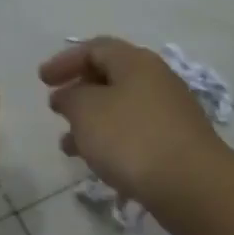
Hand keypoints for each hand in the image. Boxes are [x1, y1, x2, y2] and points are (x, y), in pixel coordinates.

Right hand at [39, 37, 233, 225]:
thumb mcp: (86, 111)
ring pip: (120, 108)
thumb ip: (70, 97)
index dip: (65, 61)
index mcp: (136, 62)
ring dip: (91, 121)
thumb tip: (68, 95)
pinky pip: (134, 133)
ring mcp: (169, 112)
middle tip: (57, 108)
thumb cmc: (132, 139)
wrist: (191, 185)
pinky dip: (110, 141)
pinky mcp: (175, 143)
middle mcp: (156, 80)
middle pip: (110, 76)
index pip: (95, 48)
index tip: (42, 81)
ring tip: (67, 145)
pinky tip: (97, 163)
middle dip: (79, 91)